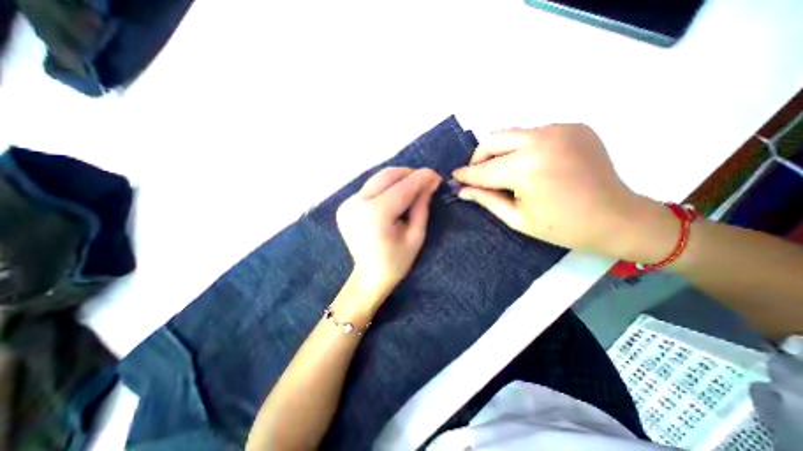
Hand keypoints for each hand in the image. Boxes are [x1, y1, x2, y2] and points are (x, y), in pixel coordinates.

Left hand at [336, 166, 442, 298]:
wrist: (369, 277)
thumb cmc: (396, 261)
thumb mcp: (416, 235)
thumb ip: (422, 206)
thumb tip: (429, 182)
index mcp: (375, 214)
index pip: (403, 187)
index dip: (421, 178)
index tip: (436, 176)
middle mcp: (357, 204)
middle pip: (387, 176)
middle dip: (409, 175)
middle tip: (425, 182)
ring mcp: (347, 204)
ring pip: (377, 179)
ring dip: (398, 180)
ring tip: (412, 189)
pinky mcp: (345, 206)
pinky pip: (370, 189)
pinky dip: (385, 188)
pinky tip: (394, 199)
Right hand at [448, 124, 662, 258]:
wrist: (618, 218)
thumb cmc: (562, 227)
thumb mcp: (517, 218)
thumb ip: (487, 199)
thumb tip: (463, 190)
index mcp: (527, 169)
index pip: (484, 170)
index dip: (466, 174)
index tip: (454, 176)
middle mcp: (541, 140)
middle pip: (494, 139)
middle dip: (479, 157)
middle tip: (478, 174)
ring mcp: (560, 129)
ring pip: (512, 134)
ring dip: (500, 152)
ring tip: (503, 171)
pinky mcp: (573, 126)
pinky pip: (534, 134)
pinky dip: (523, 148)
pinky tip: (531, 165)